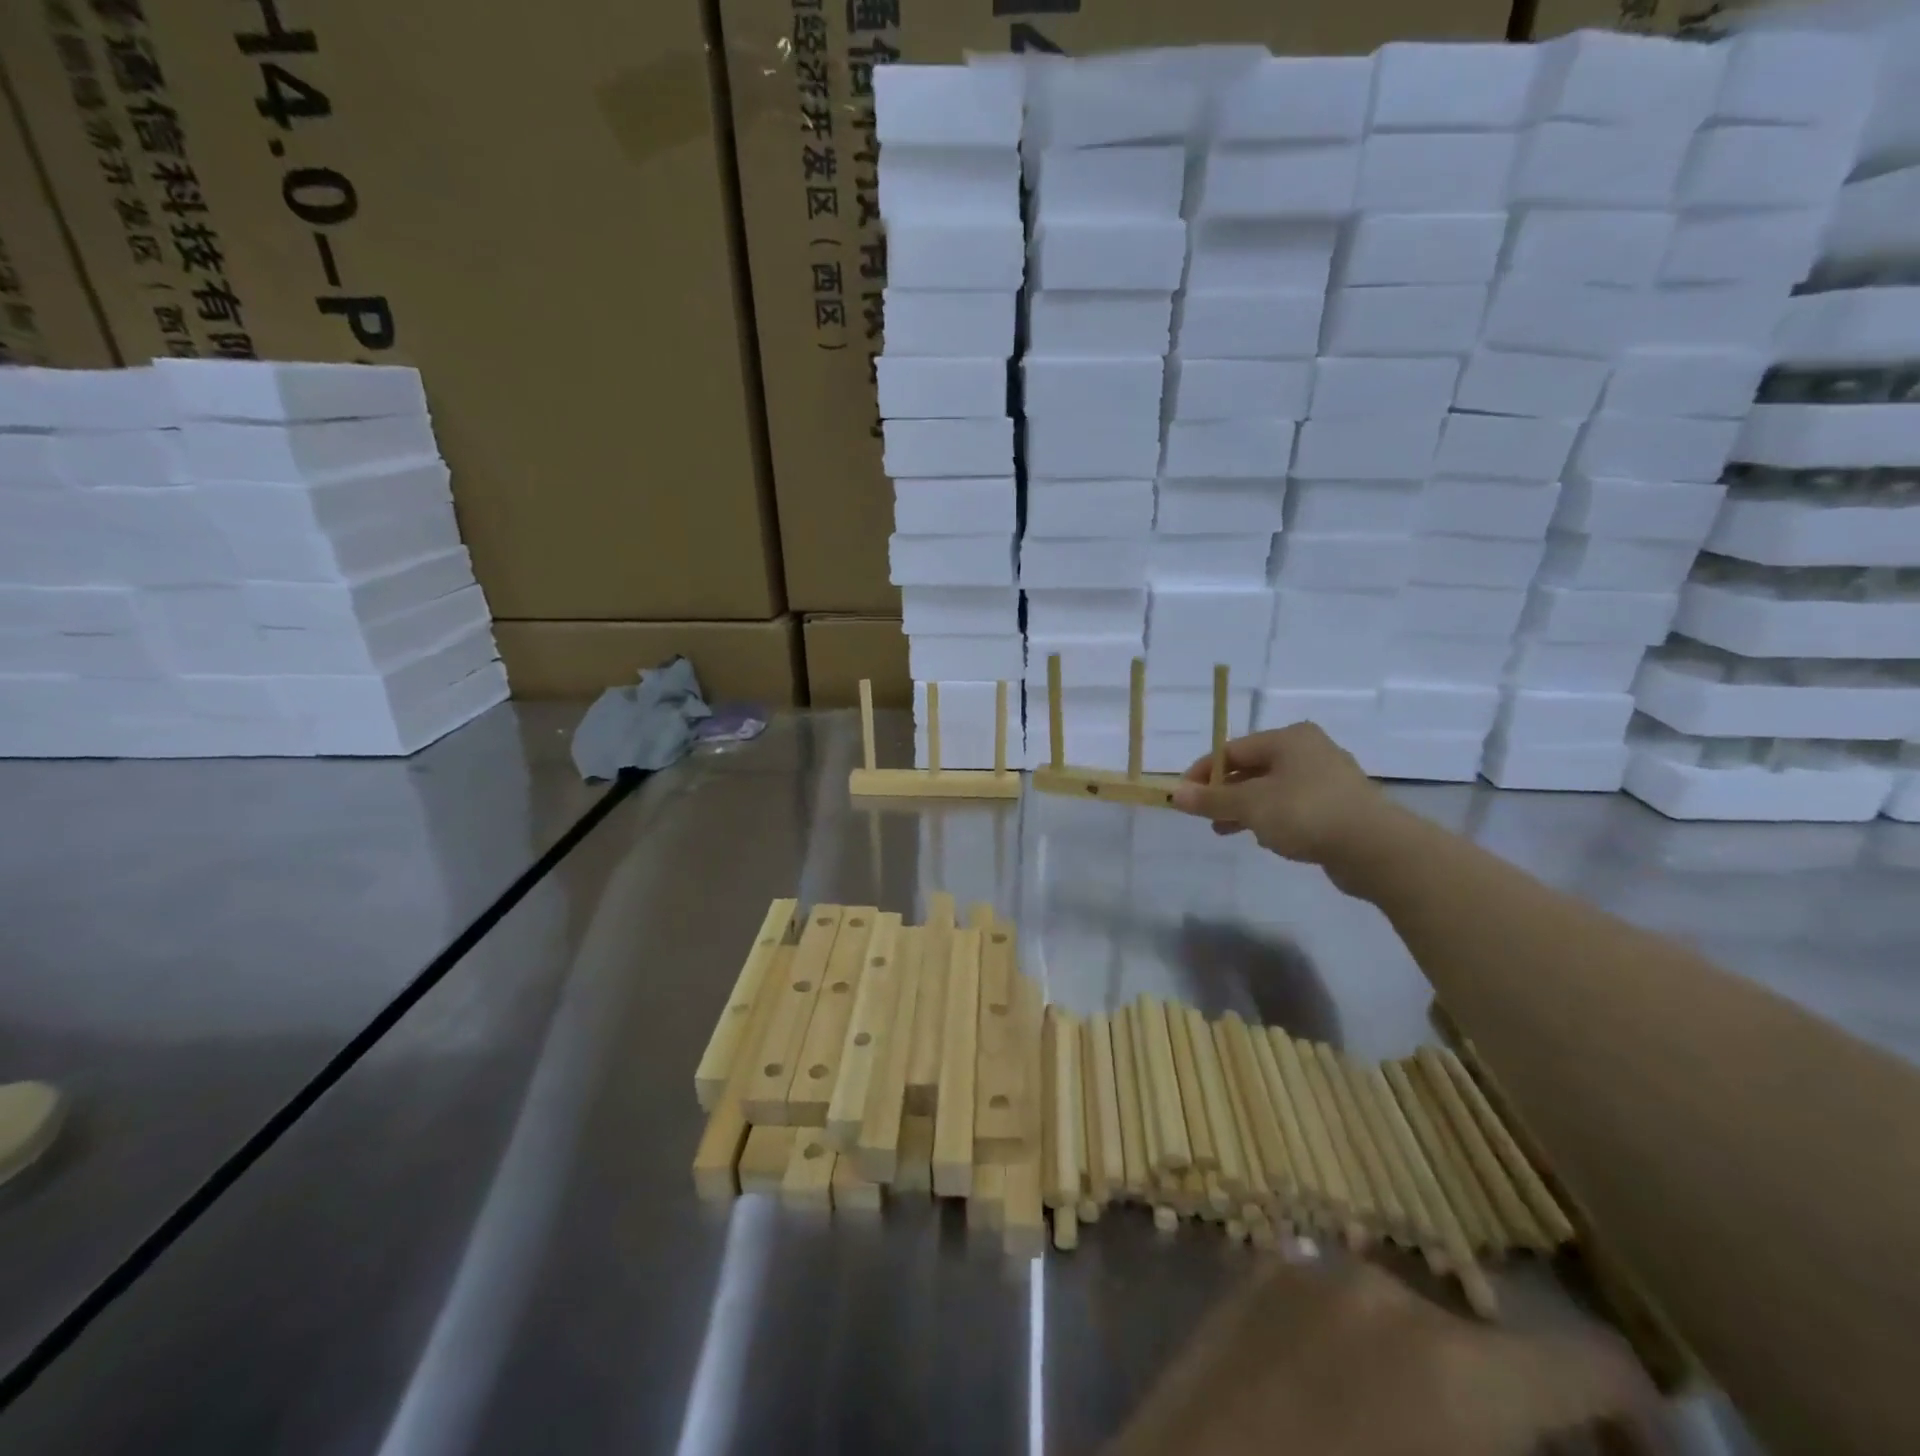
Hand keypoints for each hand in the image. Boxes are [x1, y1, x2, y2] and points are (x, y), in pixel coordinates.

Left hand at [1105, 1258, 1658, 1455]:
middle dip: (1525, 1422)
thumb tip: (1570, 1448)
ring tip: (1421, 1449)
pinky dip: (1369, 1357)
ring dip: (1440, 1386)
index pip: (1591, 1363)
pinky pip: (1342, 1311)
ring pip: (1412, 1325)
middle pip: (1491, 1349)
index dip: (1639, 1426)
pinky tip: (1348, 1417)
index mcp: (1456, 1362)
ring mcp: (1306, 1269)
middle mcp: (1381, 1288)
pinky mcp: (1253, 1277)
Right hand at [1172, 723, 1390, 867]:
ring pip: (1272, 789)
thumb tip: (1174, 794)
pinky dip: (1272, 818)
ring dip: (1245, 808)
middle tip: (1203, 814)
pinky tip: (1263, 837)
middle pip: (1252, 767)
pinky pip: (1293, 806)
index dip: (1203, 772)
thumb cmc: (1307, 813)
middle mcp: (1309, 751)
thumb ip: (1212, 799)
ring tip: (1224, 830)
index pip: (1232, 749)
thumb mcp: (1250, 805)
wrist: (1376, 848)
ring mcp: (1327, 779)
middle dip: (1224, 792)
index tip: (1183, 796)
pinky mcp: (1338, 807)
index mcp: (1288, 739)